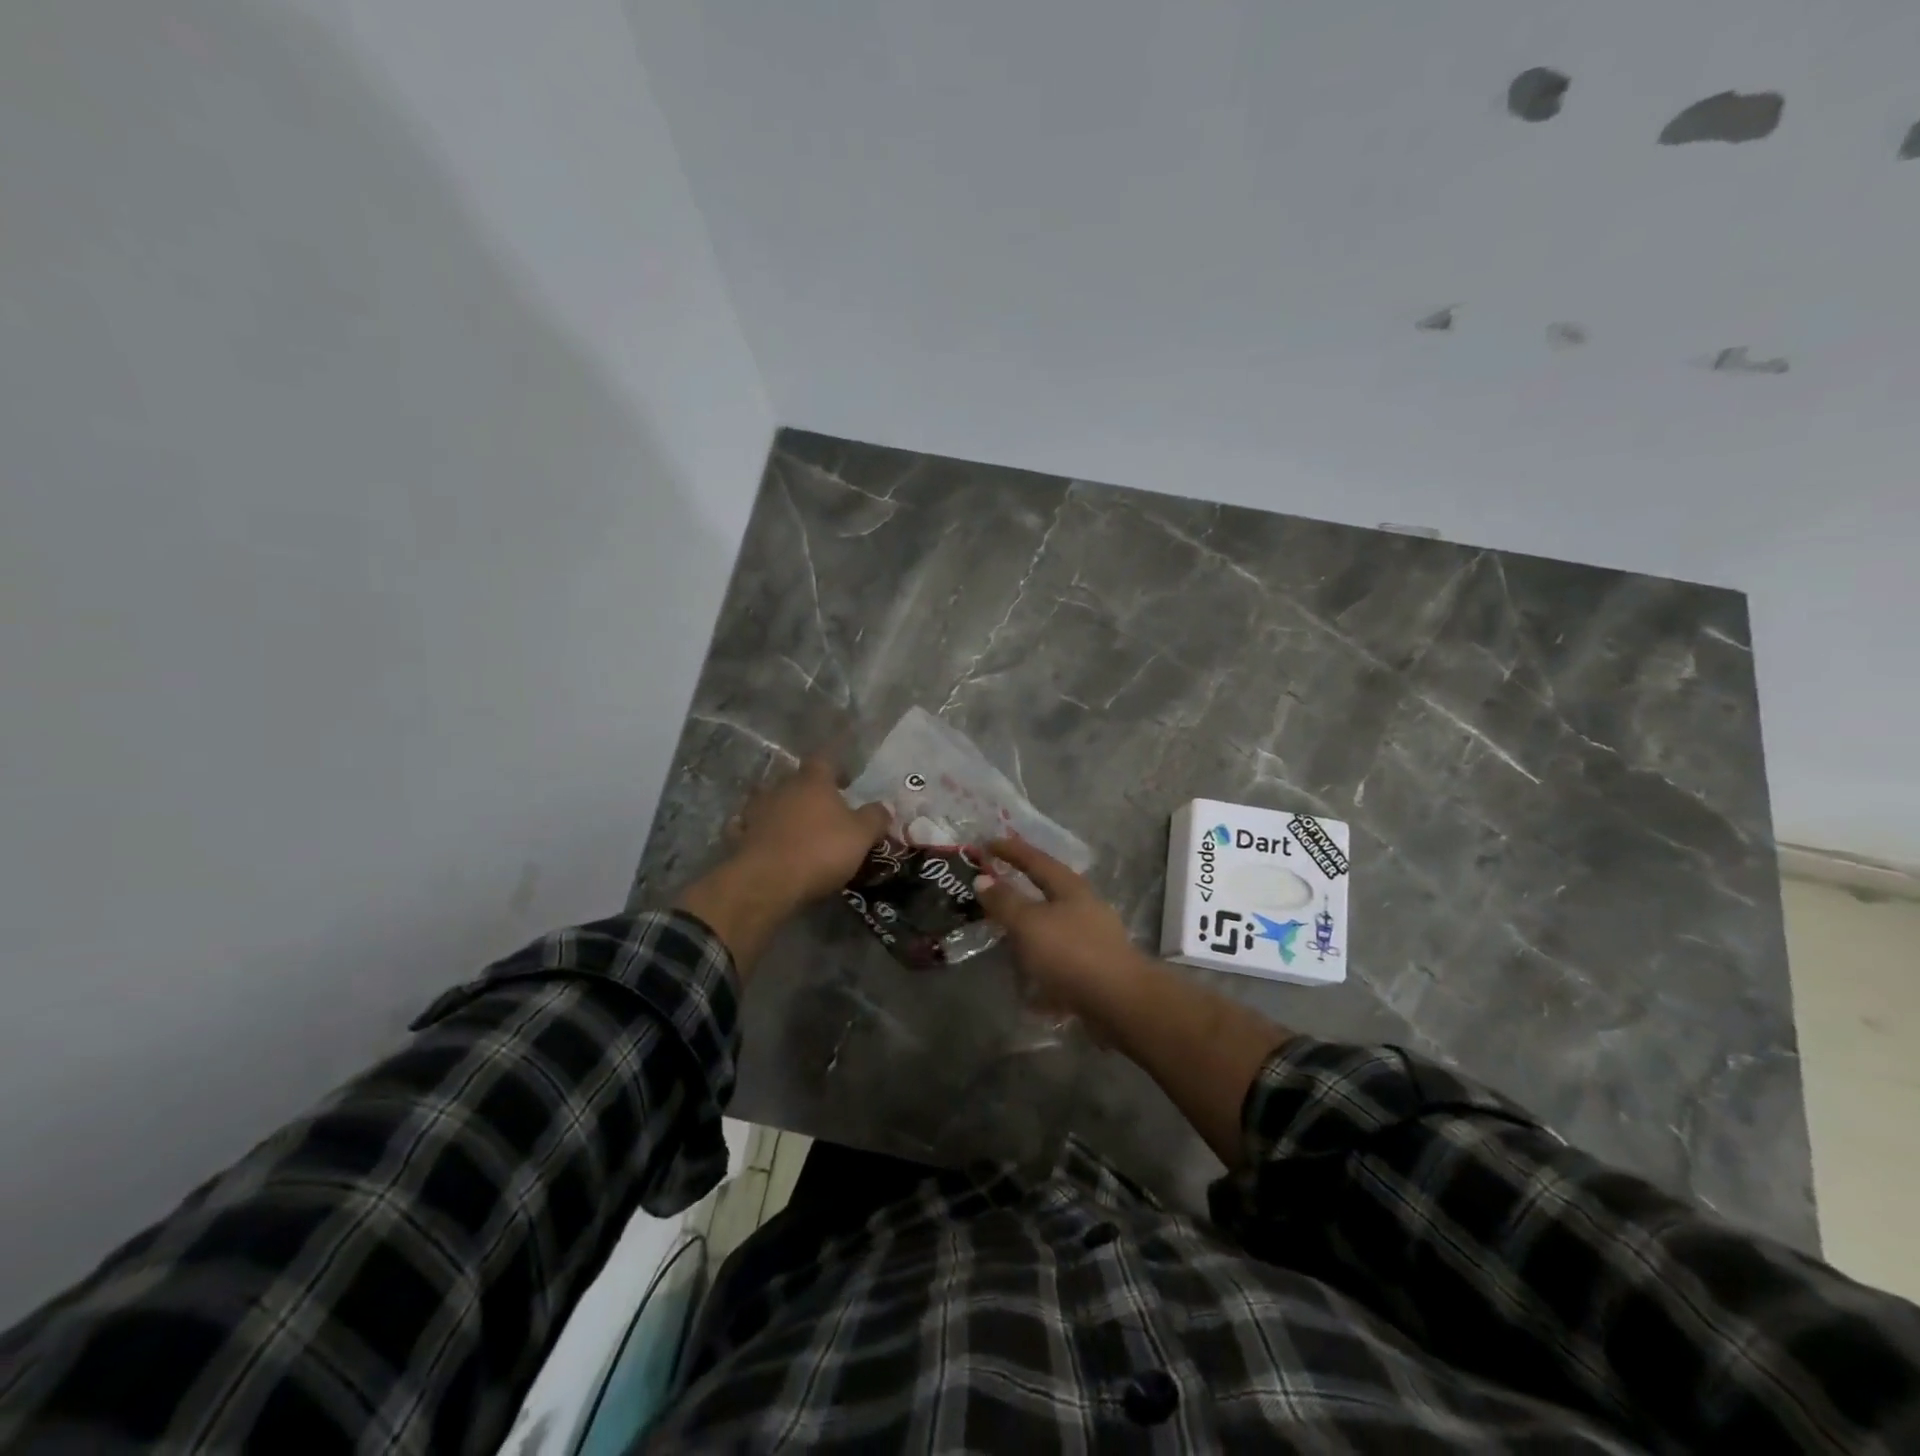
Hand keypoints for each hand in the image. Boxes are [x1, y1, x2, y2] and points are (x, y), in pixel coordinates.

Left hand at [729, 755, 891, 909]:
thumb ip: (875, 817)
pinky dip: (758, 832)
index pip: (823, 761)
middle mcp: (781, 788)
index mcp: (812, 781)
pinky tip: (765, 842)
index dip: (835, 770)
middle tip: (823, 811)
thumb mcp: (861, 835)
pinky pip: (748, 828)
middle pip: (795, 781)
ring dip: (781, 811)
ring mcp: (756, 811)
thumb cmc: (820, 850)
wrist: (768, 881)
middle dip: (808, 792)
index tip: (845, 785)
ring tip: (795, 828)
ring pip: (769, 802)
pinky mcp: (738, 836)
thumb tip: (885, 806)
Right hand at [974, 836, 1151, 1034]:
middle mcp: (1084, 907)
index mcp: (1070, 888)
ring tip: (1004, 938)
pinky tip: (1025, 984)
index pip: (1036, 859)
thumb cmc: (1071, 953)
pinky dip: (1039, 966)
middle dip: (1020, 891)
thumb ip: (1005, 901)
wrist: (1120, 1002)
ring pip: (1053, 927)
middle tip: (993, 891)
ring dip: (1028, 931)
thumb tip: (983, 880)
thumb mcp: (1029, 924)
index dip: (1011, 850)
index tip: (987, 844)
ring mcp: (1093, 938)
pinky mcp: (1094, 968)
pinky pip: (1058, 960)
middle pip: (1048, 892)